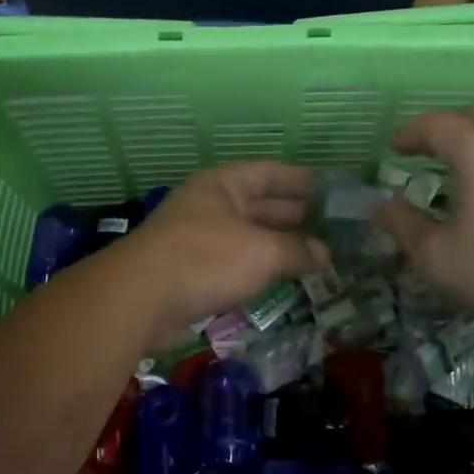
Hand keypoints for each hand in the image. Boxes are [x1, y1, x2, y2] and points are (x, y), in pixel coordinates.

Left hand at [115, 162, 327, 352]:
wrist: (139, 300)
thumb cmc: (205, 259)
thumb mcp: (261, 251)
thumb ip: (297, 250)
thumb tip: (325, 254)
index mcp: (224, 185)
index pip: (271, 173)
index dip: (303, 180)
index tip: (333, 188)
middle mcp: (211, 206)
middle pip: (261, 204)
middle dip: (296, 213)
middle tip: (334, 224)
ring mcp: (200, 239)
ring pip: (250, 236)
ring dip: (280, 244)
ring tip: (319, 252)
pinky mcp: (194, 272)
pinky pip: (237, 263)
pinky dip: (261, 268)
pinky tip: (284, 277)